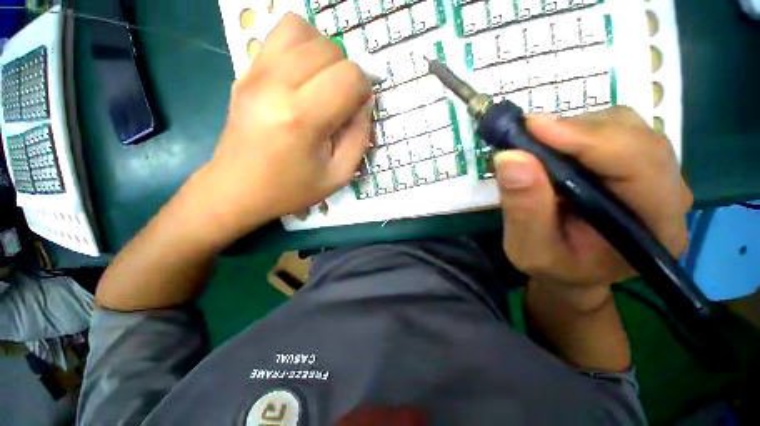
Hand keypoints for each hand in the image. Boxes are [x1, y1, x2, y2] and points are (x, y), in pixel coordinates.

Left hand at [191, 14, 371, 242]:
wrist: (237, 189)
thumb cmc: (291, 189)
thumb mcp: (338, 175)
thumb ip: (360, 137)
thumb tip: (365, 103)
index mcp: (303, 119)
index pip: (349, 76)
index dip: (363, 89)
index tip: (358, 109)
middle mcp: (276, 85)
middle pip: (330, 49)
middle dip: (347, 73)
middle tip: (342, 101)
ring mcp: (255, 73)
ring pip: (304, 30)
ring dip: (325, 54)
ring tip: (324, 83)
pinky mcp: (245, 71)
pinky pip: (279, 34)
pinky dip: (302, 46)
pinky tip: (303, 75)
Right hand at [495, 107, 692, 307]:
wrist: (575, 269)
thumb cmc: (555, 267)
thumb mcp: (530, 250)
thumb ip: (524, 209)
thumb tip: (511, 157)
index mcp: (656, 229)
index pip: (639, 166)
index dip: (588, 140)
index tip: (534, 127)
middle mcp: (671, 195)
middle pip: (637, 138)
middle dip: (578, 130)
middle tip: (527, 133)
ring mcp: (660, 176)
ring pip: (628, 127)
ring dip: (577, 128)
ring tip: (538, 143)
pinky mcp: (641, 164)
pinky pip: (617, 130)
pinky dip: (579, 130)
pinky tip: (555, 146)